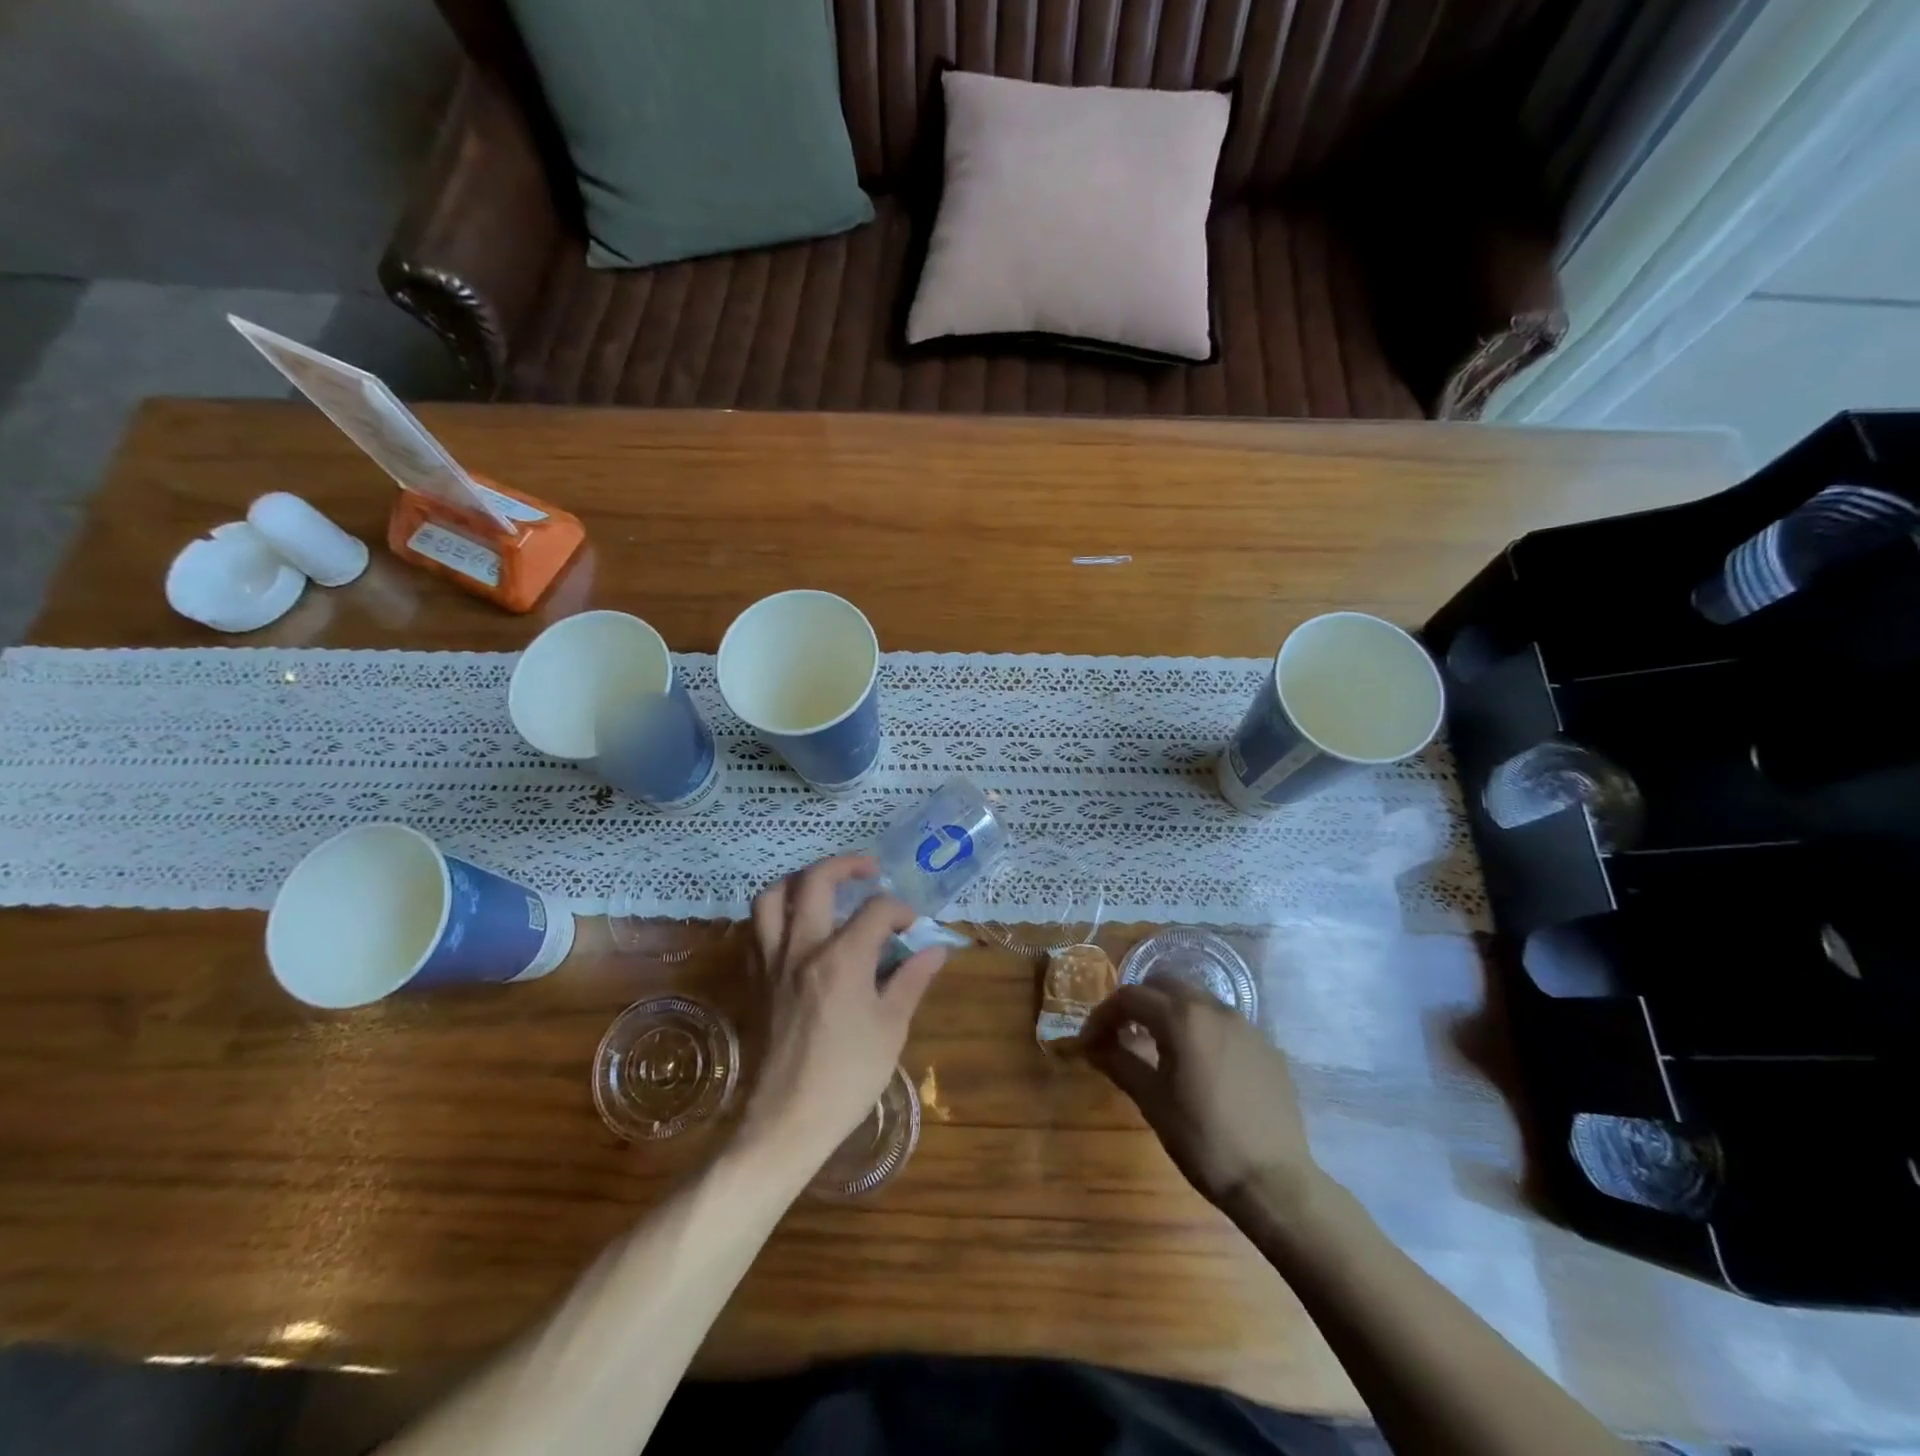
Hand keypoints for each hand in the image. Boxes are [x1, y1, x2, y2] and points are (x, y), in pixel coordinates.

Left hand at [739, 854, 946, 1170]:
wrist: (787, 1120)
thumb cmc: (848, 1077)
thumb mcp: (891, 1028)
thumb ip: (911, 980)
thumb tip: (935, 949)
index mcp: (842, 959)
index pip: (875, 909)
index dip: (899, 910)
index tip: (912, 927)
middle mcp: (802, 948)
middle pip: (815, 881)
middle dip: (846, 865)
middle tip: (868, 870)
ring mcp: (772, 963)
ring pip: (771, 898)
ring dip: (797, 881)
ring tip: (821, 886)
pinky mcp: (754, 980)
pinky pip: (755, 931)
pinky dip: (774, 915)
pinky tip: (794, 927)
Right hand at [1081, 974, 1321, 1216]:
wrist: (1274, 1181)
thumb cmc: (1203, 1140)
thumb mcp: (1152, 1102)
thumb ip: (1119, 1063)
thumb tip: (1092, 1046)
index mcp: (1182, 1018)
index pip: (1130, 997)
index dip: (1103, 1015)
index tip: (1090, 1042)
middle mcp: (1214, 1008)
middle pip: (1164, 985)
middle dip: (1138, 1003)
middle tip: (1122, 1035)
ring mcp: (1246, 1025)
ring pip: (1196, 999)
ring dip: (1170, 1013)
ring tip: (1159, 1048)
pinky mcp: (1266, 1046)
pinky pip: (1223, 1023)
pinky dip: (1201, 1030)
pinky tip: (1199, 1066)